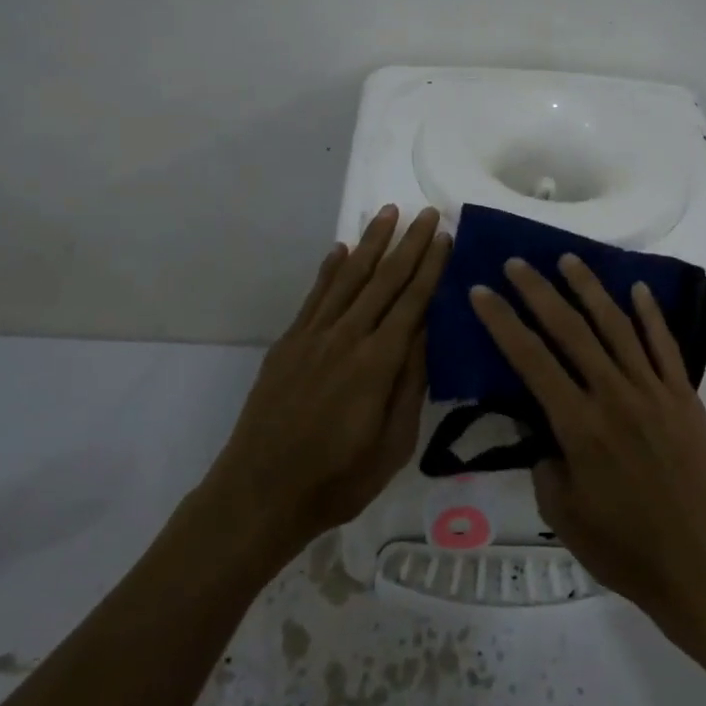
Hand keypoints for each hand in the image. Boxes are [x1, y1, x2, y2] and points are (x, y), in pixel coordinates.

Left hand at [202, 206, 449, 561]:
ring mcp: (313, 336)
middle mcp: (347, 337)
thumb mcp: (393, 443)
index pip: (413, 301)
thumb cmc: (338, 478)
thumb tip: (426, 332)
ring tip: (387, 213)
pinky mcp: (288, 343)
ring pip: (348, 278)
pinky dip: (329, 269)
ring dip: (370, 244)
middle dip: (408, 243)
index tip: (445, 235)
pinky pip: (314, 296)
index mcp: (378, 362)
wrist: (260, 492)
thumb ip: (411, 384)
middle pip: (383, 280)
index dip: (431, 266)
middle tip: (427, 212)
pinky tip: (340, 249)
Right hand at [469, 255, 705, 642]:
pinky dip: (651, 315)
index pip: (531, 359)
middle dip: (539, 292)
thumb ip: (546, 462)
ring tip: (569, 260)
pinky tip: (637, 289)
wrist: (700, 566)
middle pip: (571, 330)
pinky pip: (665, 347)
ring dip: (590, 289)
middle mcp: (615, 396)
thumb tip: (547, 431)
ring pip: (618, 327)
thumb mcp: (562, 513)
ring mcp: (654, 392)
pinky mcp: (685, 398)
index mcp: (579, 426)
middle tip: (516, 263)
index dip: (502, 321)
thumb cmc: (624, 548)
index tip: (481, 290)